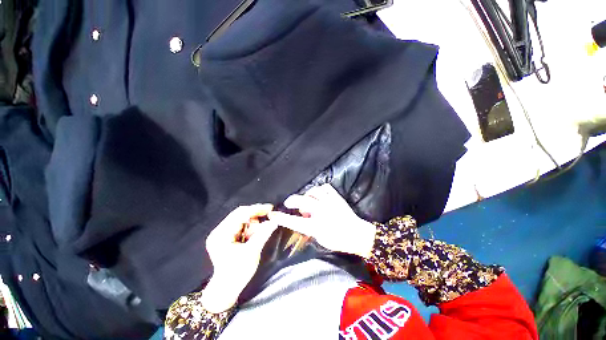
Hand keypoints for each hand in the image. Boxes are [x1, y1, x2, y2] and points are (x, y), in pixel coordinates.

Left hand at [202, 204, 277, 312]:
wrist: (227, 289)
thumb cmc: (238, 273)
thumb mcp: (252, 252)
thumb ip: (263, 234)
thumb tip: (275, 221)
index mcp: (221, 234)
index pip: (240, 214)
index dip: (256, 209)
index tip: (270, 208)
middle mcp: (219, 230)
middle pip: (240, 214)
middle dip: (256, 215)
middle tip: (269, 216)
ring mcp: (222, 233)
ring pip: (242, 219)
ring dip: (253, 223)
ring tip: (259, 233)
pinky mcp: (227, 236)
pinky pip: (241, 226)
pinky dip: (250, 228)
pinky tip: (254, 235)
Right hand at [268, 184, 375, 258]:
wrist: (358, 234)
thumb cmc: (339, 240)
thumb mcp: (320, 239)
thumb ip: (309, 228)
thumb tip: (303, 218)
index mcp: (316, 226)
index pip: (294, 221)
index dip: (281, 217)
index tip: (272, 214)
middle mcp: (321, 211)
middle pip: (301, 201)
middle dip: (292, 200)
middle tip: (289, 203)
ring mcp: (329, 202)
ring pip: (313, 191)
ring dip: (307, 195)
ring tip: (309, 200)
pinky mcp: (336, 197)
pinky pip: (325, 187)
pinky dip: (320, 190)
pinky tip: (320, 195)